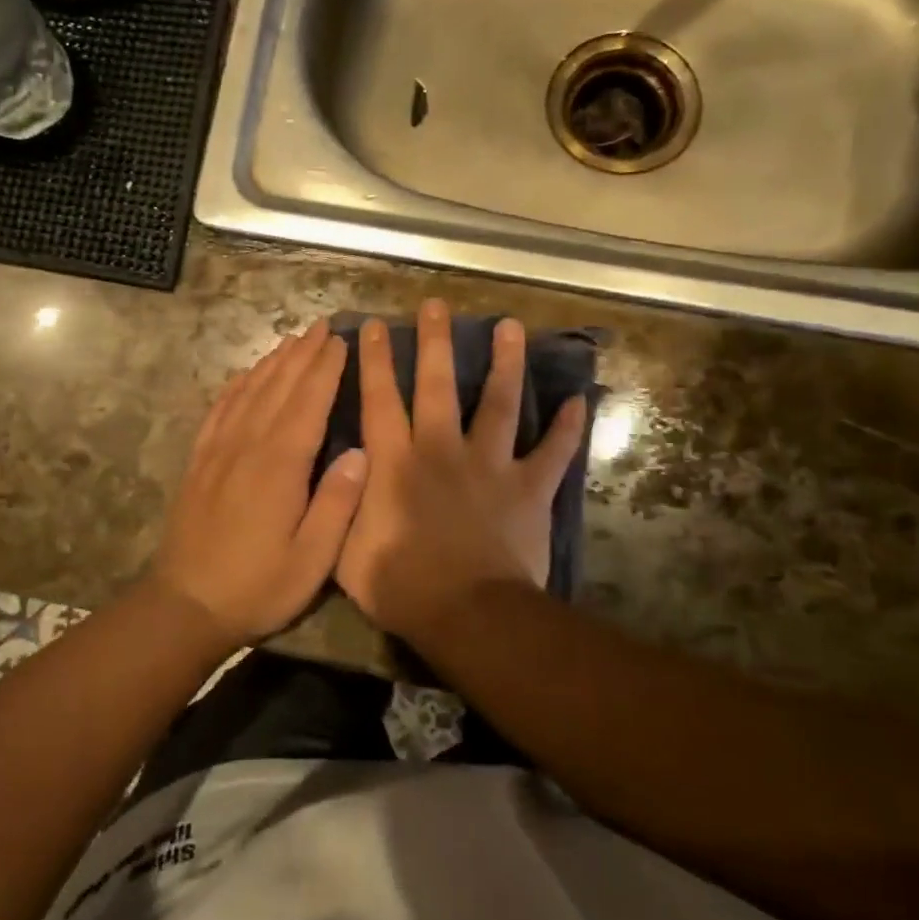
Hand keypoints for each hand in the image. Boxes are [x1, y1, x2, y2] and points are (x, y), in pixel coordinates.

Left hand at [144, 322, 367, 645]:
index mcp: (280, 465)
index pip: (309, 402)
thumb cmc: (258, 586)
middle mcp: (247, 445)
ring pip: (249, 392)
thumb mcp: (311, 560)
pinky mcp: (199, 461)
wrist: (186, 604)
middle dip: (303, 354)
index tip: (341, 339)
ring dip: (272, 362)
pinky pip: (219, 410)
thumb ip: (337, 503)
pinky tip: (244, 375)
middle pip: (279, 387)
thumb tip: (362, 452)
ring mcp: (218, 450)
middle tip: (322, 325)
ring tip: (292, 339)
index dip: (326, 369)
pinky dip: (236, 386)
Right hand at [335, 300, 586, 640]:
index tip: (378, 326)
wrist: (468, 614)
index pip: (380, 399)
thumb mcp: (343, 547)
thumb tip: (341, 467)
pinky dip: (566, 428)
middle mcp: (441, 450)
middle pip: (438, 385)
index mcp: (395, 462)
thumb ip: (340, 502)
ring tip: (510, 326)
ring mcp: (489, 465)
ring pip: (499, 403)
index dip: (376, 361)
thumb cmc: (401, 584)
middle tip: (437, 305)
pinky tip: (578, 401)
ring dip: (505, 363)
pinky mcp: (528, 488)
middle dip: (436, 342)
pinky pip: (553, 453)